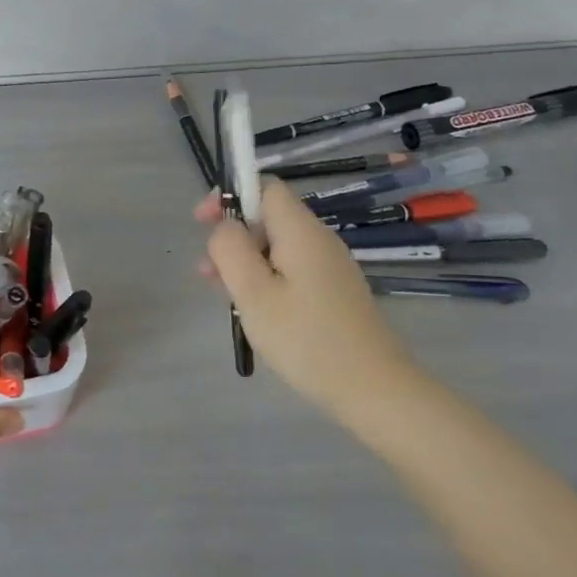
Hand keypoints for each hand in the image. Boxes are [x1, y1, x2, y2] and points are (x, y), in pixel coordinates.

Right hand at [198, 180, 423, 412]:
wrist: (374, 390)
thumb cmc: (305, 338)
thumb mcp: (253, 292)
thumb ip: (230, 249)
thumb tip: (224, 226)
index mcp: (300, 231)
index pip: (264, 187)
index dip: (230, 195)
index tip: (202, 222)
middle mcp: (318, 240)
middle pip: (268, 218)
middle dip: (232, 236)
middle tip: (206, 271)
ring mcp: (329, 267)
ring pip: (276, 247)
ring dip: (244, 261)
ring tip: (221, 294)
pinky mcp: (333, 292)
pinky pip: (290, 270)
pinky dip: (265, 279)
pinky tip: (253, 310)